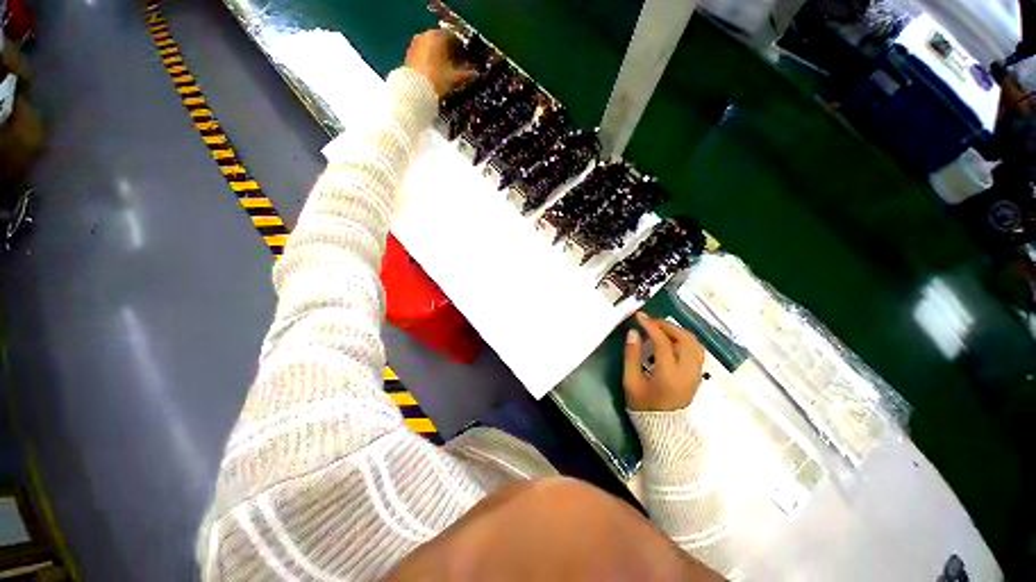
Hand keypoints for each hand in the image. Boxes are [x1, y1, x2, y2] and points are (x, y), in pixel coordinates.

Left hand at [405, 29, 475, 96]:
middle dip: (451, 53)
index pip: (454, 37)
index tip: (468, 59)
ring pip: (433, 48)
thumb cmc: (436, 80)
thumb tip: (476, 74)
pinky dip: (431, 62)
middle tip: (459, 66)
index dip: (462, 49)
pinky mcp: (409, 55)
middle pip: (442, 41)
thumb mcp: (454, 78)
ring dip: (441, 57)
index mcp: (438, 36)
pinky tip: (437, 74)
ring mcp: (416, 44)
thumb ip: (466, 74)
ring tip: (448, 72)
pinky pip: (424, 55)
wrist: (414, 91)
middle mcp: (425, 35)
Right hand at [623, 312, 705, 411]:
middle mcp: (687, 373)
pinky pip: (696, 350)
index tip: (639, 316)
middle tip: (650, 321)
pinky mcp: (697, 376)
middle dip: (667, 325)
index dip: (651, 326)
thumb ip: (631, 355)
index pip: (663, 343)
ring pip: (694, 343)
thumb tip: (634, 332)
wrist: (664, 429)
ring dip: (677, 331)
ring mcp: (696, 374)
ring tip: (660, 328)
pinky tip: (670, 340)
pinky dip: (684, 339)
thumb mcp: (631, 381)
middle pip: (685, 339)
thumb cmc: (643, 406)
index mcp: (669, 375)